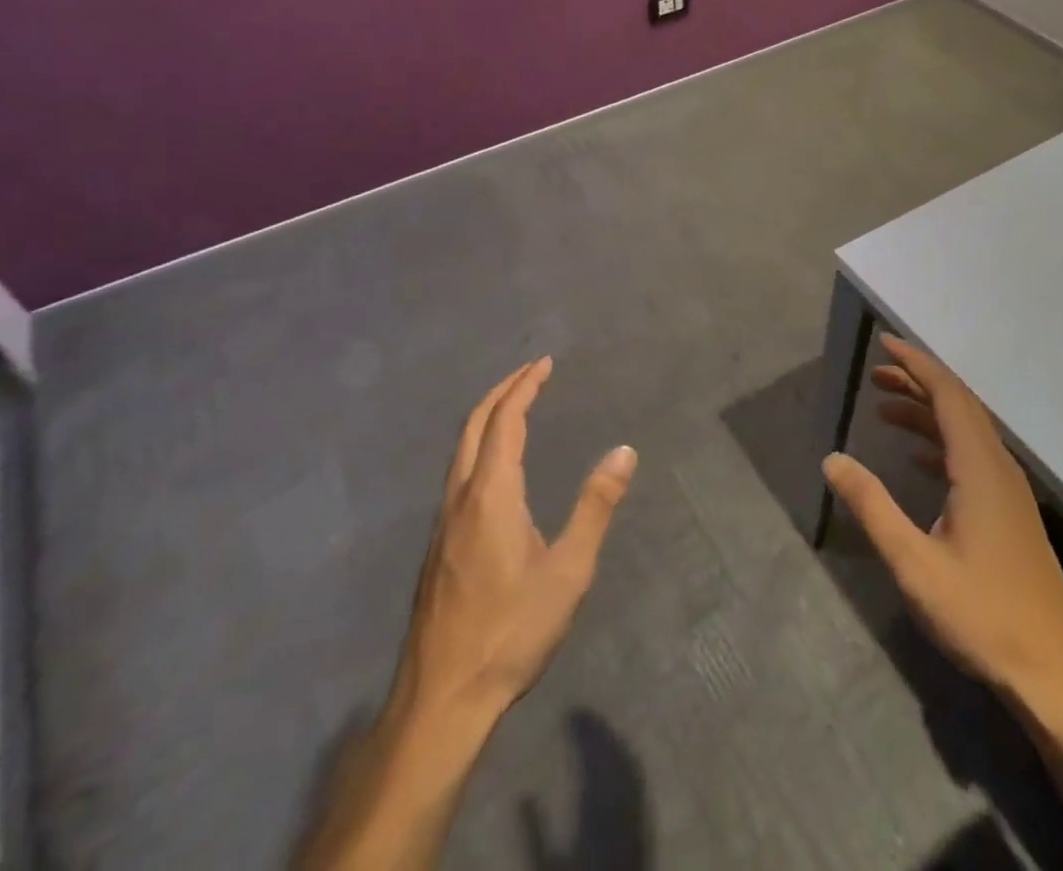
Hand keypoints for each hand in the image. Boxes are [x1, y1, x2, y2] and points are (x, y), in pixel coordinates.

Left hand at [392, 357, 636, 724]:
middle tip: (530, 372)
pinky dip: (478, 444)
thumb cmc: (511, 631)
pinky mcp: (438, 546)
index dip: (524, 386)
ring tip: (514, 407)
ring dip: (486, 417)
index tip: (544, 363)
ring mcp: (443, 522)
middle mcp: (460, 496)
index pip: (505, 420)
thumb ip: (595, 507)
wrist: (442, 699)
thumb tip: (624, 451)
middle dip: (501, 391)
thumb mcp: (568, 571)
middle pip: (473, 424)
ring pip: (460, 449)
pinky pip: (457, 472)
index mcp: (491, 493)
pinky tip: (495, 467)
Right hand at [822, 335, 1062, 725]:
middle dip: (917, 382)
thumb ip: (872, 506)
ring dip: (928, 412)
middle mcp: (999, 468)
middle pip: (958, 405)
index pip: (948, 394)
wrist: (1054, 676)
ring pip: (967, 431)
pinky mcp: (1012, 514)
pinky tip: (917, 457)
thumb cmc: (982, 616)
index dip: (916, 364)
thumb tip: (832, 459)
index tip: (885, 343)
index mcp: (980, 469)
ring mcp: (1009, 492)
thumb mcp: (914, 564)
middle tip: (875, 375)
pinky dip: (942, 442)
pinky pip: (973, 456)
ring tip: (884, 409)